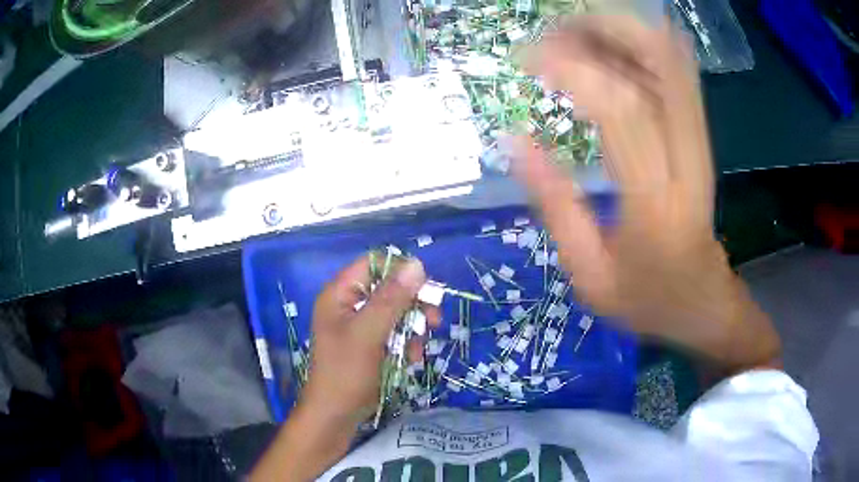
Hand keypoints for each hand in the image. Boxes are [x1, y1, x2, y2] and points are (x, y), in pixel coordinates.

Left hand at [252, 255, 435, 480]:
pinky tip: (410, 359)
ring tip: (417, 349)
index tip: (426, 288)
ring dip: (412, 328)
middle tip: (433, 321)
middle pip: (389, 289)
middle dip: (412, 305)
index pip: (374, 264)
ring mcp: (359, 326)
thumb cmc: (345, 373)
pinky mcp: (369, 344)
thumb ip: (391, 299)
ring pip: (396, 312)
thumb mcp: (368, 333)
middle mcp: (349, 304)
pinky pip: (394, 333)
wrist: (335, 416)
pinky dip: (405, 343)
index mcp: (340, 294)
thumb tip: (417, 264)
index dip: (401, 271)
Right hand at [514, 16, 779, 372]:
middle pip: (660, 62)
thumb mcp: (588, 272)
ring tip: (572, 36)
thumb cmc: (647, 298)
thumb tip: (513, 139)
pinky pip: (677, 73)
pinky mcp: (701, 135)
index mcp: (656, 201)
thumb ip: (553, 203)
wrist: (705, 302)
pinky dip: (643, 48)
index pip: (620, 107)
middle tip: (554, 32)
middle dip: (604, 29)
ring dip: (621, 33)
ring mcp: (700, 141)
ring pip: (670, 59)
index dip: (571, 68)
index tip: (527, 59)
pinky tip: (608, 50)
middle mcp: (687, 157)